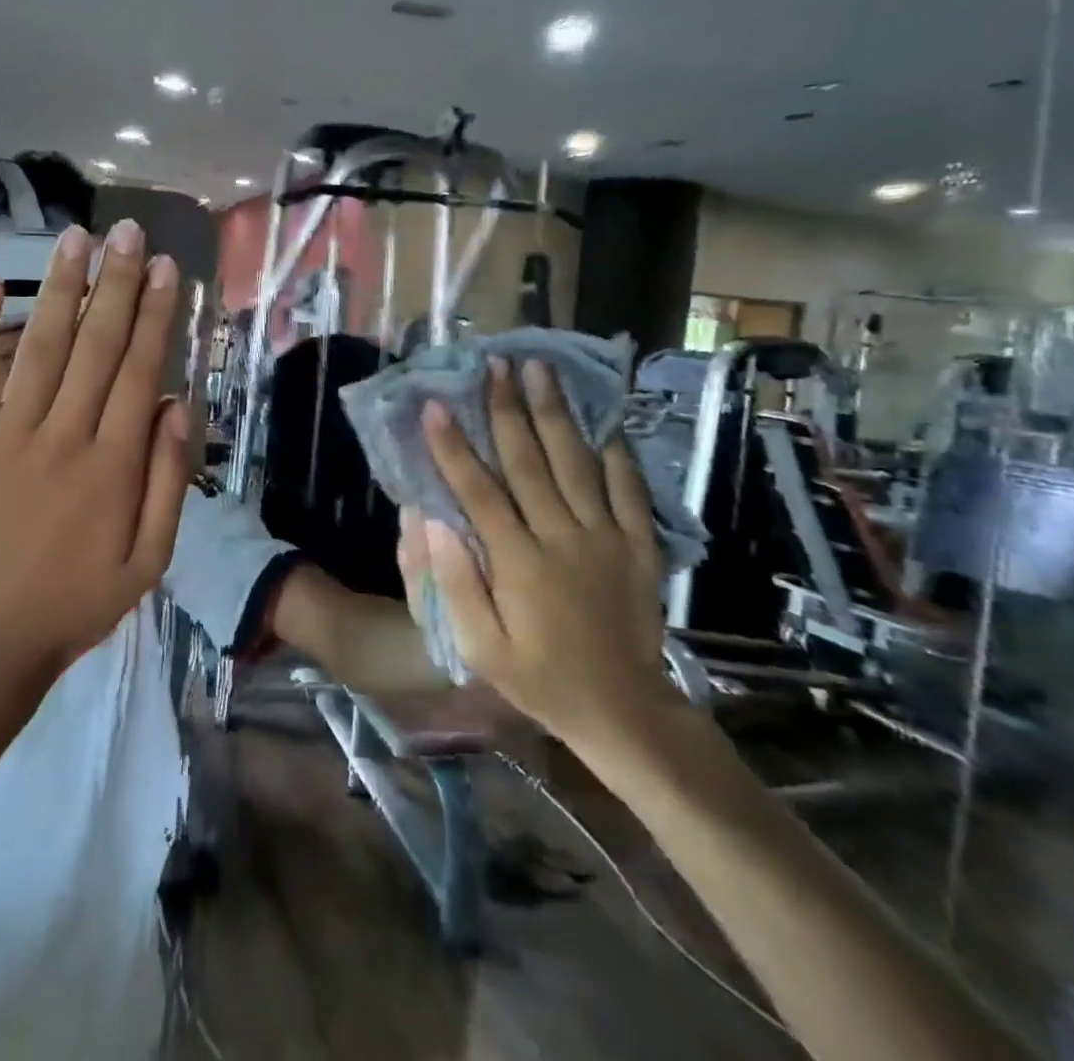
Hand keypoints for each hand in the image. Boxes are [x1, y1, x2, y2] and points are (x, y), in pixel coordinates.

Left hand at [0, 220, 191, 682]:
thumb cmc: (73, 605)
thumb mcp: (146, 563)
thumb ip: (167, 484)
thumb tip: (178, 408)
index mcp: (112, 466)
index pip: (140, 371)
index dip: (154, 315)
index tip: (165, 269)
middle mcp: (62, 437)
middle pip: (95, 346)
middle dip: (115, 284)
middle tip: (127, 232)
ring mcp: (4, 437)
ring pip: (39, 348)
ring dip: (60, 290)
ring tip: (76, 240)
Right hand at [414, 358, 674, 745]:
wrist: (625, 710)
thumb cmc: (540, 678)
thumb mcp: (481, 648)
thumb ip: (456, 583)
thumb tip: (435, 520)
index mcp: (519, 563)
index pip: (479, 491)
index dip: (454, 446)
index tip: (435, 405)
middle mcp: (562, 538)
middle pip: (529, 461)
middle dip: (507, 409)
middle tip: (494, 364)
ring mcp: (606, 537)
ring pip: (576, 462)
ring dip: (555, 413)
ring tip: (540, 370)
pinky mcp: (638, 544)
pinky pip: (628, 487)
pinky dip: (615, 450)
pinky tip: (602, 418)